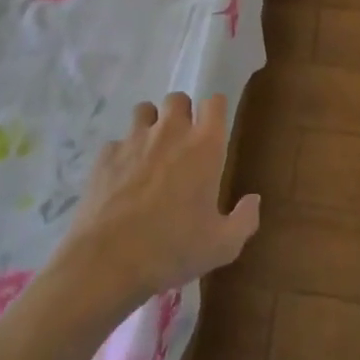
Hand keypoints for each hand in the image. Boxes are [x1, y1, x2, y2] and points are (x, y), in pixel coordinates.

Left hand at [52, 93, 259, 309]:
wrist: (107, 261)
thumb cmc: (173, 249)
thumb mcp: (222, 246)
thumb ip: (245, 219)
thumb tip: (254, 199)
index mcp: (204, 146)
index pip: (215, 102)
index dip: (215, 111)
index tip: (214, 129)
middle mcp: (170, 132)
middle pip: (178, 98)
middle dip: (182, 114)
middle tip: (182, 143)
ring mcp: (133, 139)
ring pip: (144, 110)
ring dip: (151, 124)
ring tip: (151, 152)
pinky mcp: (105, 154)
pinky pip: (117, 141)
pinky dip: (123, 153)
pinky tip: (122, 179)